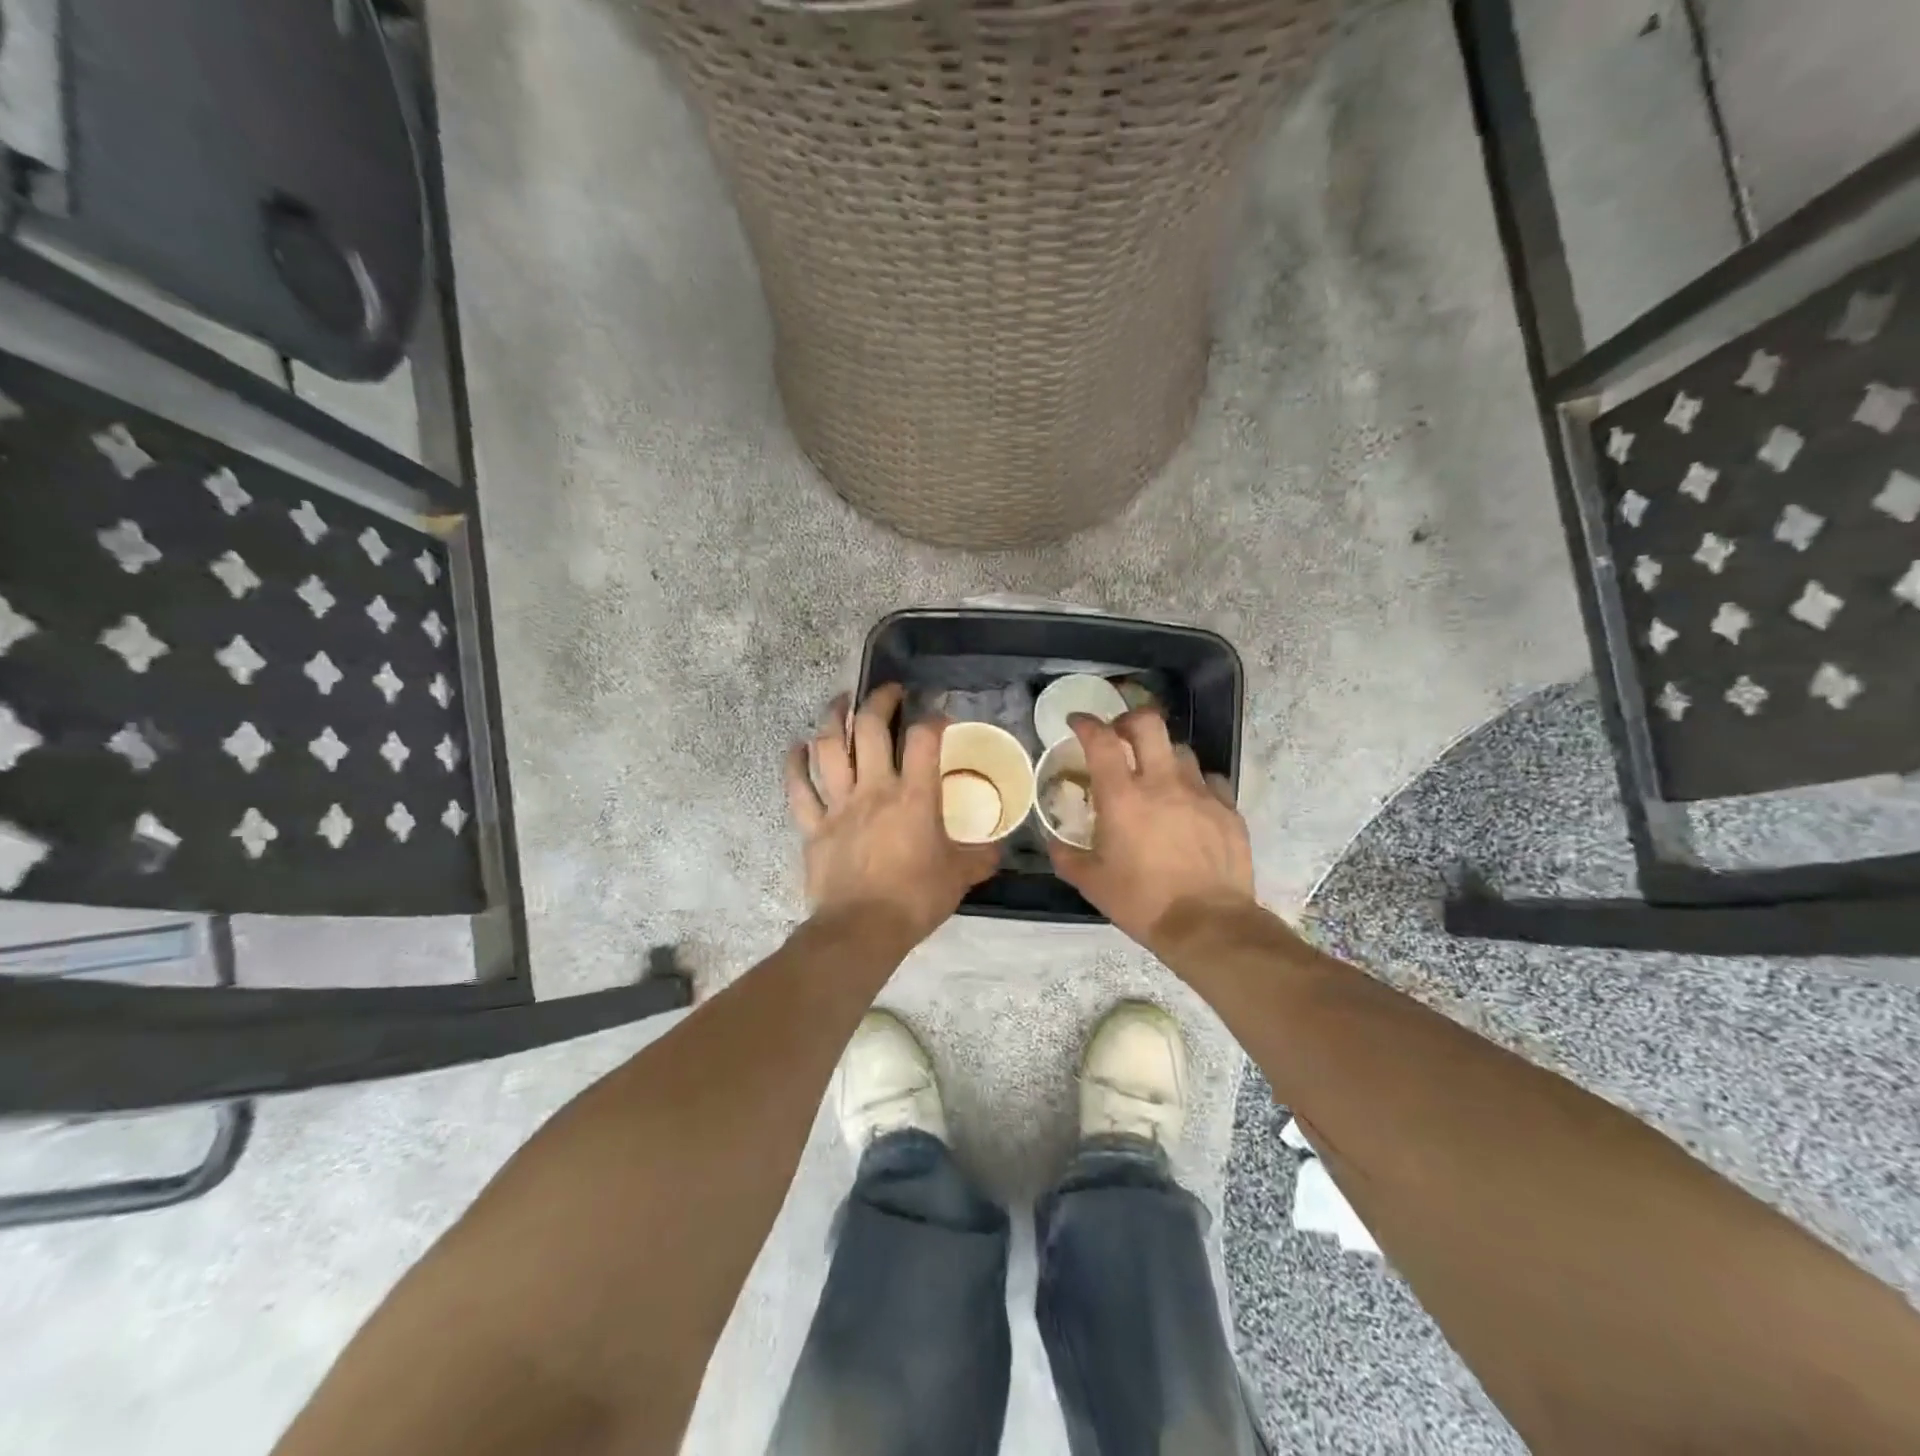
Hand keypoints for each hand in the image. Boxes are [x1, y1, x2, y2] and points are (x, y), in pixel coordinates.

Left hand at [785, 684, 998, 942]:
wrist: (861, 931)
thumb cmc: (915, 900)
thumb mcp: (959, 877)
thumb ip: (980, 857)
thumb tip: (997, 849)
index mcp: (914, 796)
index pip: (924, 739)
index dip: (934, 719)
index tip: (939, 717)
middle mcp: (874, 789)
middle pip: (870, 728)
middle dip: (880, 701)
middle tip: (890, 693)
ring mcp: (838, 805)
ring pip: (828, 748)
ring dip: (833, 718)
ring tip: (841, 703)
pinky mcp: (813, 826)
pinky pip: (798, 788)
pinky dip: (795, 764)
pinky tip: (797, 747)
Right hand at [1045, 709, 1255, 951]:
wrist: (1208, 924)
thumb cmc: (1142, 902)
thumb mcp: (1091, 883)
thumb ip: (1067, 856)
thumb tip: (1055, 842)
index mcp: (1123, 797)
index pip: (1101, 740)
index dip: (1086, 723)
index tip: (1077, 722)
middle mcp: (1162, 783)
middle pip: (1148, 724)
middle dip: (1129, 719)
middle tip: (1119, 735)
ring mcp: (1200, 793)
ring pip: (1181, 750)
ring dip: (1162, 754)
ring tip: (1156, 774)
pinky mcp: (1228, 809)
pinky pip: (1210, 780)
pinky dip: (1194, 782)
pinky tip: (1189, 802)